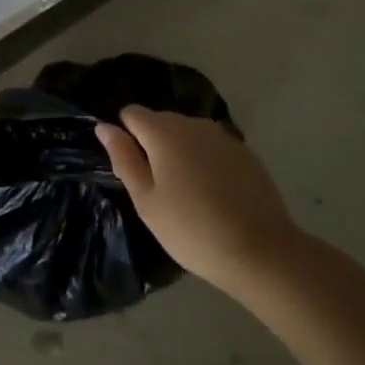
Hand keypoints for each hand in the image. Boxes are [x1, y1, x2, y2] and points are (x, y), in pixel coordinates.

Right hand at [95, 107, 302, 298]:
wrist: (260, 251)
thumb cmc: (191, 229)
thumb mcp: (146, 200)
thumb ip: (124, 158)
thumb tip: (104, 127)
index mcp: (163, 131)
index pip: (132, 113)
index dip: (126, 137)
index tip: (134, 170)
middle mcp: (193, 123)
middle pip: (161, 121)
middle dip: (153, 145)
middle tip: (158, 190)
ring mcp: (223, 136)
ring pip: (188, 134)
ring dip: (180, 153)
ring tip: (187, 194)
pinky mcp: (245, 152)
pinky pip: (212, 148)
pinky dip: (206, 162)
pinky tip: (214, 195)